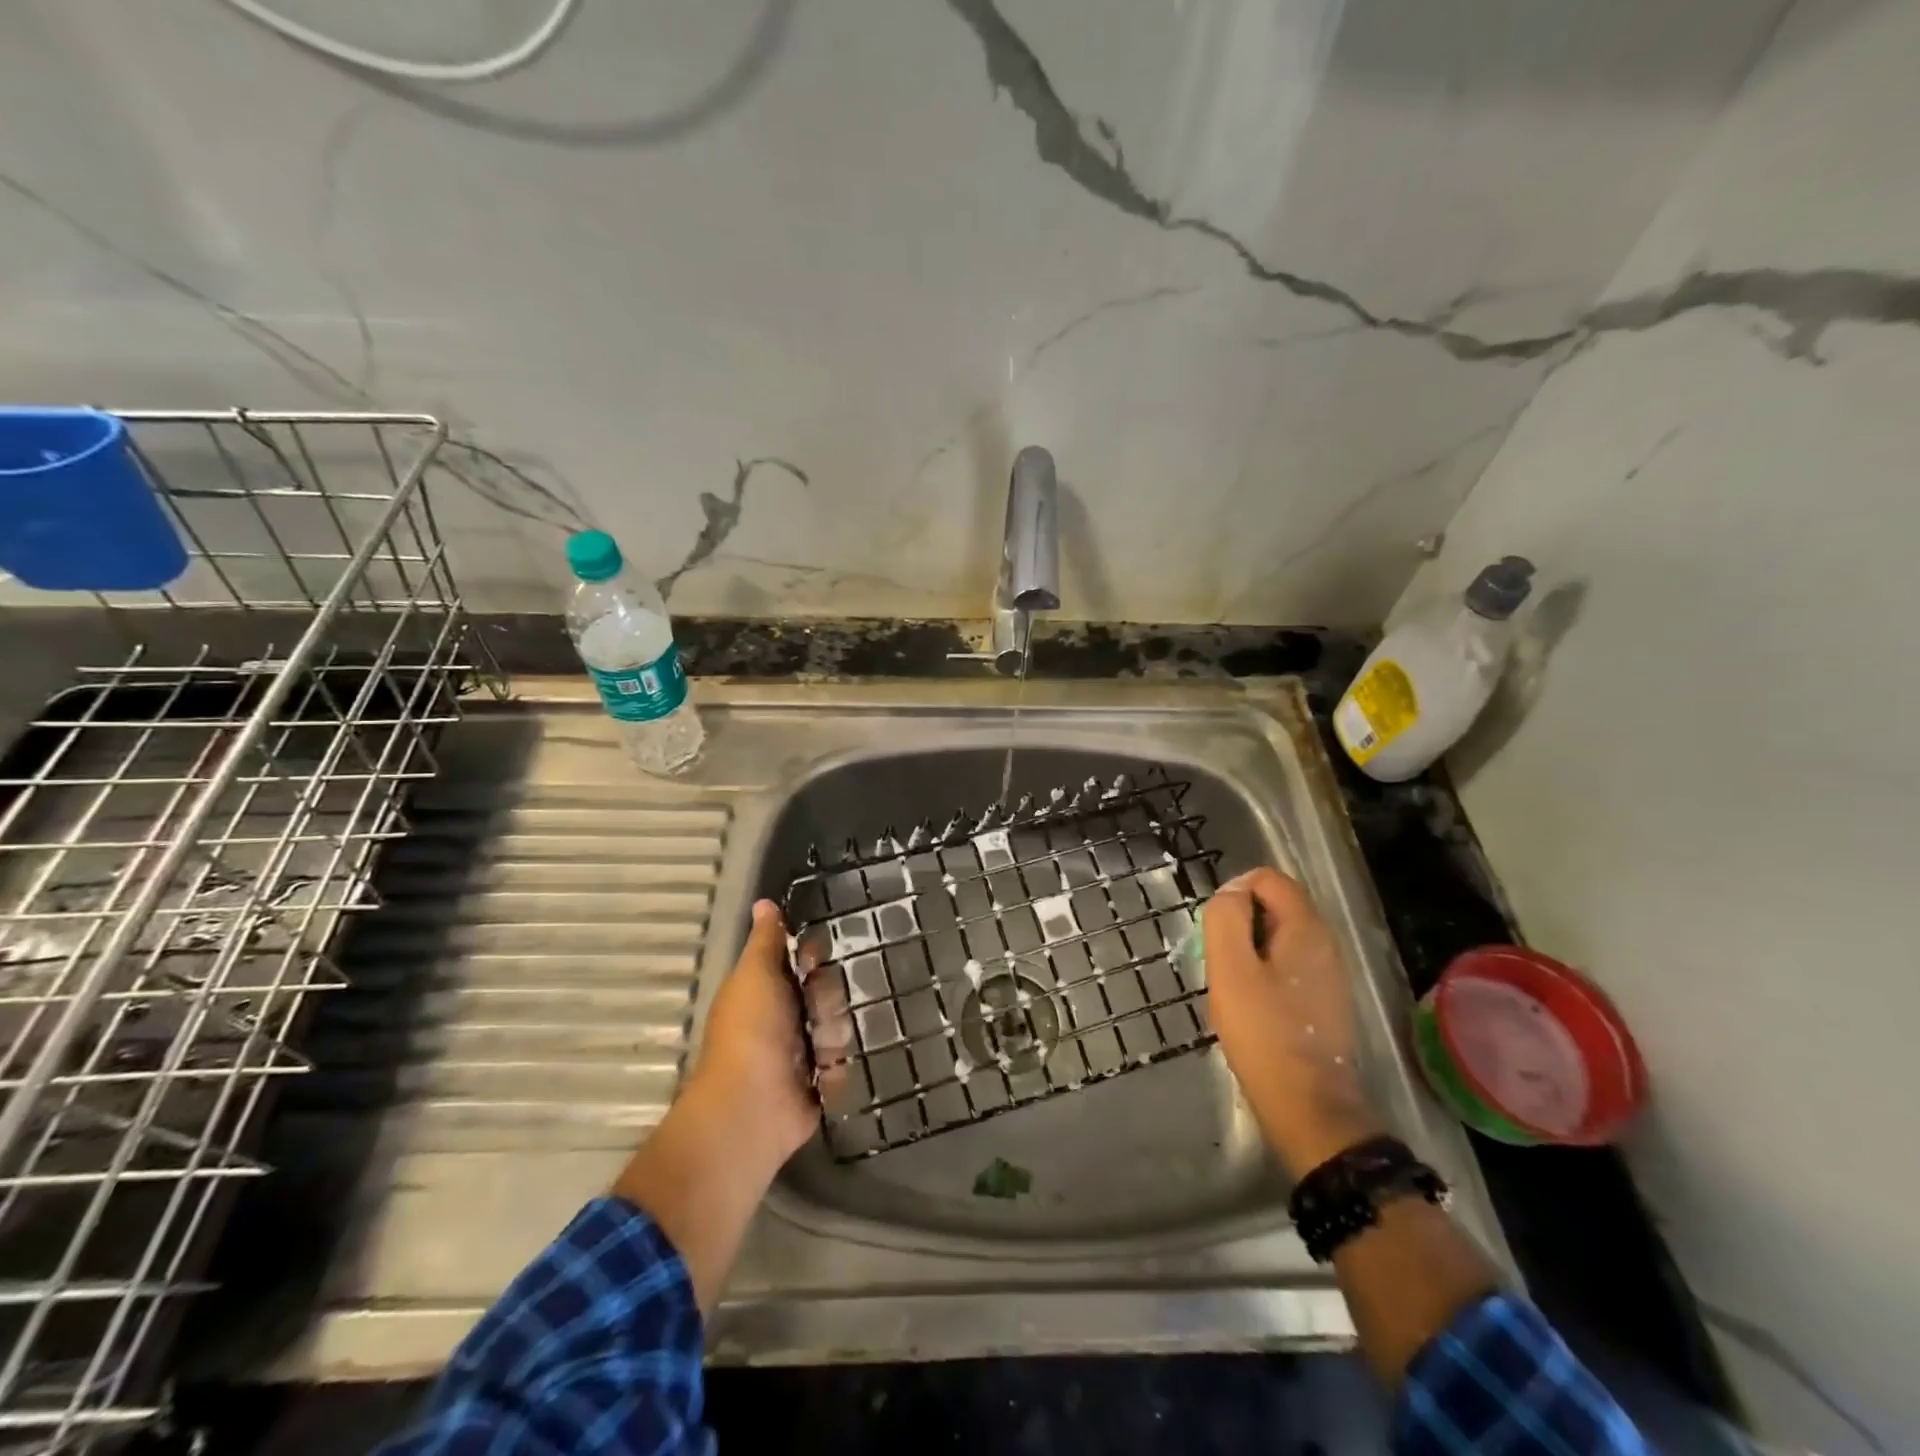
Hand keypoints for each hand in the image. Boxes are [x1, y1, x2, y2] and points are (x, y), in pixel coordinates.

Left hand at [684, 898, 817, 1168]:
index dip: (812, 957)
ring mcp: (802, 1053)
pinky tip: (823, 1075)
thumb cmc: (751, 1032)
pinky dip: (835, 1069)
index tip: (814, 960)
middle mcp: (784, 1018)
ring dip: (831, 1037)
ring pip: (839, 1026)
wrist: (752, 1108)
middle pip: (827, 992)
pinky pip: (844, 1063)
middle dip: (826, 1001)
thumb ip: (766, 940)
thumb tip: (764, 902)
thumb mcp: (755, 975)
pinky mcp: (819, 1084)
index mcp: (765, 990)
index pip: (802, 960)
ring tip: (816, 1055)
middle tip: (812, 1015)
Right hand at [1204, 868, 1381, 1177]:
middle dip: (1241, 922)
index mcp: (1306, 928)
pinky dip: (1265, 973)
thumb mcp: (1230, 968)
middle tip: (1219, 959)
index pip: (1269, 879)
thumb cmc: (1263, 1032)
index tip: (1215, 928)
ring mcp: (1329, 974)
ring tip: (1231, 984)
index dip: (1235, 891)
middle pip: (1276, 906)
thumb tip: (1231, 893)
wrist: (1307, 1105)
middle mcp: (1326, 943)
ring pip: (1280, 938)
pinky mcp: (1326, 1002)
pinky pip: (1289, 966)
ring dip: (1250, 950)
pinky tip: (1251, 1006)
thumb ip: (1226, 918)